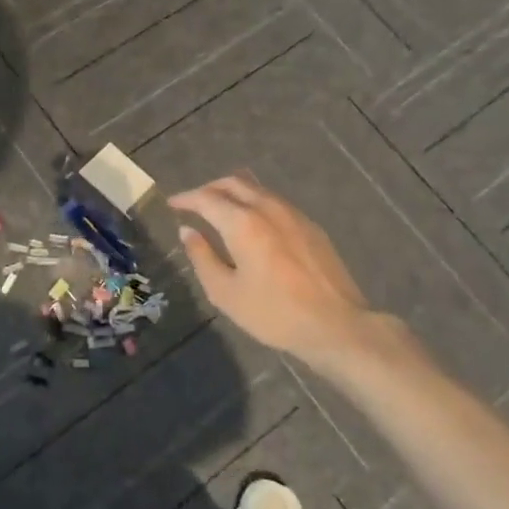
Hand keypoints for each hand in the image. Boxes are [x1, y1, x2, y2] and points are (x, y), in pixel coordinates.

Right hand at [169, 175, 380, 364]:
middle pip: (233, 183)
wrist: (336, 325)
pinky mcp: (311, 226)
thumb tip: (187, 231)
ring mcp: (293, 214)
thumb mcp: (225, 293)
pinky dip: (255, 204)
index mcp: (242, 222)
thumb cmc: (274, 313)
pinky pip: (275, 202)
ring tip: (220, 211)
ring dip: (233, 194)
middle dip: (209, 189)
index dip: (186, 198)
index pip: (206, 198)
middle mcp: (267, 208)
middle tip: (194, 204)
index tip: (172, 204)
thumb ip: (202, 257)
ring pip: (256, 190)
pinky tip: (253, 225)